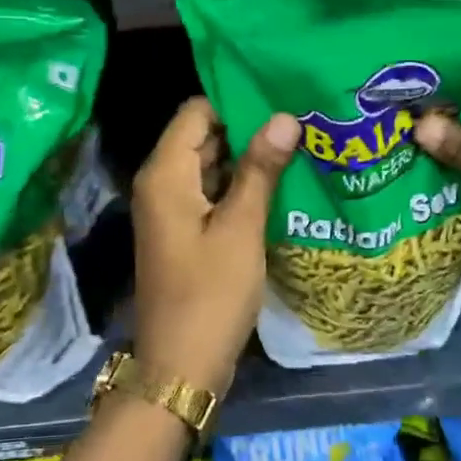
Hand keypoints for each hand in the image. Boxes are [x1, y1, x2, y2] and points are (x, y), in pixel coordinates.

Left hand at [131, 98, 299, 395]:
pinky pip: (212, 193)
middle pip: (202, 135)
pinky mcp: (185, 232)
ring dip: (247, 157)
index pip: (196, 111)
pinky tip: (281, 182)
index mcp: (165, 174)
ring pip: (210, 165)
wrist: (181, 366)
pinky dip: (240, 185)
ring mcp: (172, 209)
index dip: (235, 99)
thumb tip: (284, 116)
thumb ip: (260, 170)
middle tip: (300, 116)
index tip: (281, 93)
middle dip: (248, 126)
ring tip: (299, 142)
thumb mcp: (240, 228)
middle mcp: (161, 183)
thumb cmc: (210, 294)